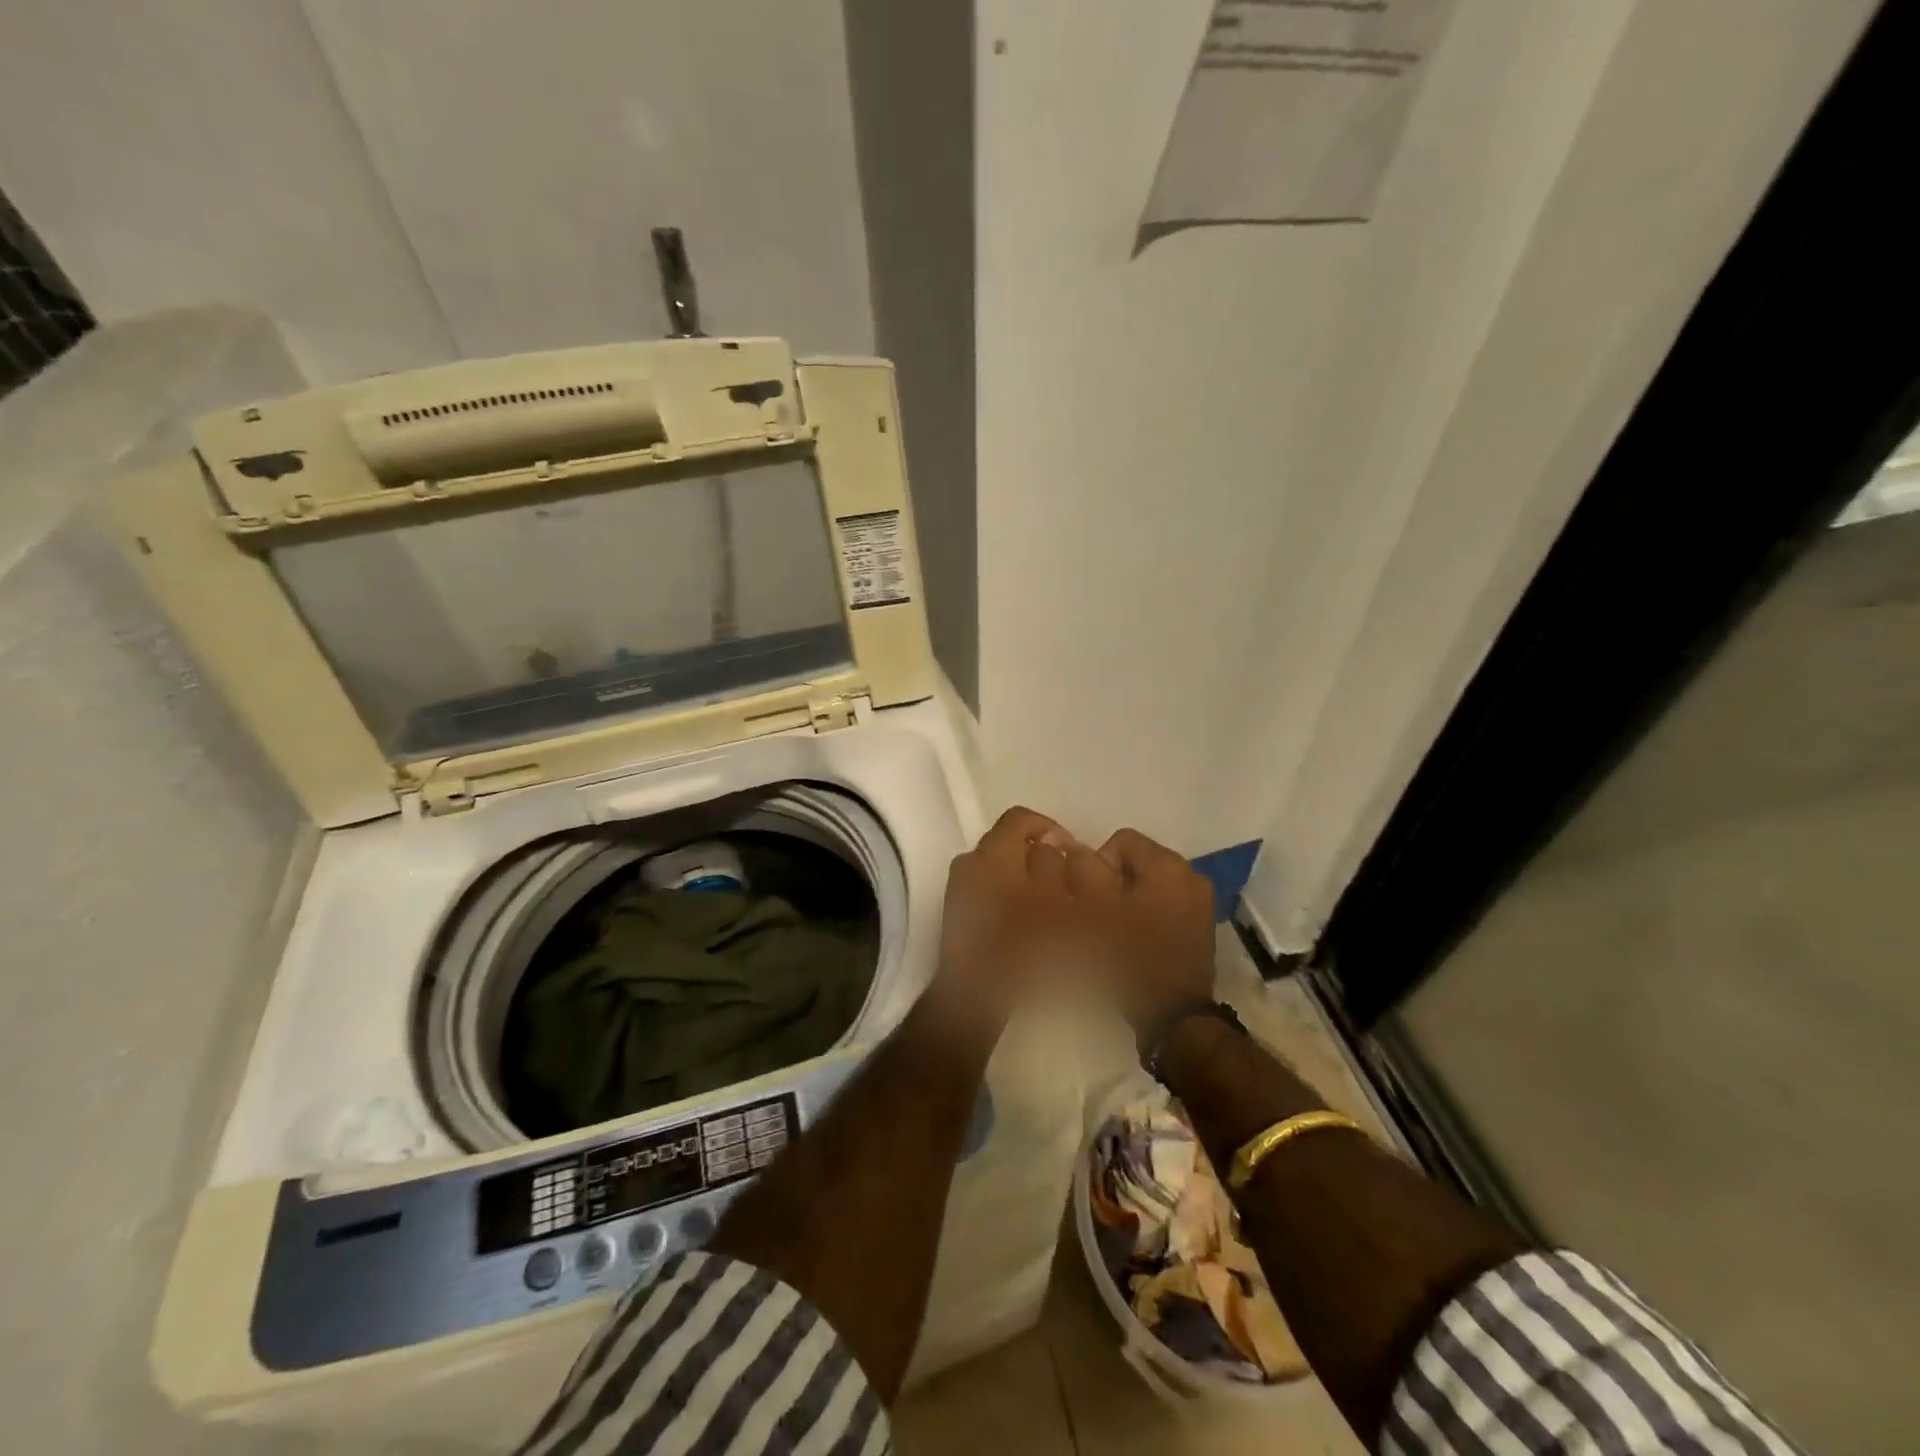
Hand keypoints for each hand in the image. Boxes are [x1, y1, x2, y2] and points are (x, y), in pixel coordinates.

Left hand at [930, 806, 1116, 1042]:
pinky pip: (989, 891)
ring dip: (1027, 879)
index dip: (1051, 829)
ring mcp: (958, 889)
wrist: (974, 1001)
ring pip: (1001, 869)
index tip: (1073, 852)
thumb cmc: (1023, 950)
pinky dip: (1010, 897)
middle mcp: (969, 863)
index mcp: (992, 855)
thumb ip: (1056, 866)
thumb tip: (1056, 846)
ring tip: (1053, 906)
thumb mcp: (1055, 904)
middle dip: (1040, 856)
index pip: (1020, 818)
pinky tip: (1029, 924)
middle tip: (1068, 882)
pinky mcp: (956, 914)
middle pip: (1009, 842)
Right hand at [1085, 828, 1216, 1030]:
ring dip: (1128, 899)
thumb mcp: (1093, 909)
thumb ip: (1081, 870)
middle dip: (1112, 882)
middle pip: (1136, 862)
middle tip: (1097, 916)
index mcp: (1168, 865)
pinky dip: (1146, 915)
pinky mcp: (1201, 928)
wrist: (1173, 1019)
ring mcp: (1200, 903)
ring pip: (1149, 885)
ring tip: (1114, 930)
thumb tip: (1072, 848)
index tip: (1087, 899)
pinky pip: (1164, 906)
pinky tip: (1134, 942)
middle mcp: (1191, 876)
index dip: (1095, 865)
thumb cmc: (1129, 958)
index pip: (1121, 841)